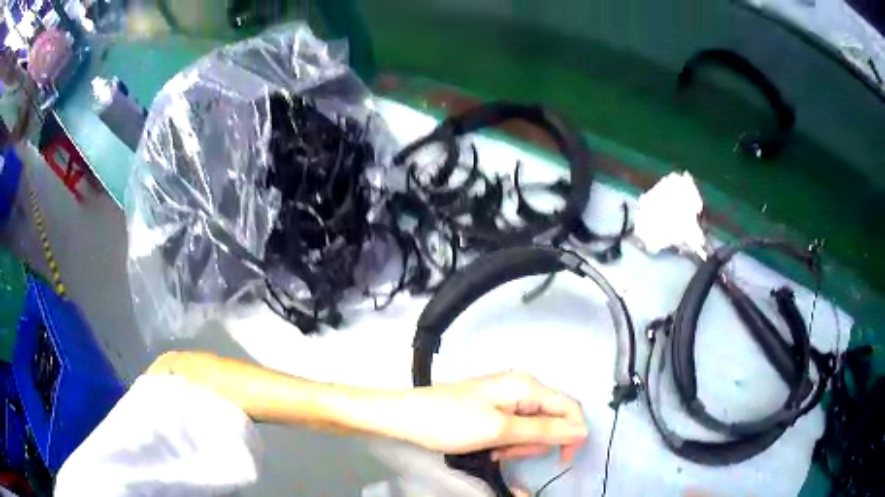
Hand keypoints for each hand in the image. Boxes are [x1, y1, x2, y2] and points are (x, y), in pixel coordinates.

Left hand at [396, 372, 587, 461]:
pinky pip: (513, 427)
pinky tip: (489, 447)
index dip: (572, 434)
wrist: (406, 416)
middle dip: (536, 441)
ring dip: (519, 444)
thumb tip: (581, 431)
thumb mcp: (501, 430)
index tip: (562, 460)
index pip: (569, 407)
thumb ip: (544, 431)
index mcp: (527, 386)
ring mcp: (505, 398)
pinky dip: (506, 441)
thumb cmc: (452, 422)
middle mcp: (521, 387)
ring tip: (494, 450)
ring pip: (531, 427)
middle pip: (550, 418)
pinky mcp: (492, 408)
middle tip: (509, 453)